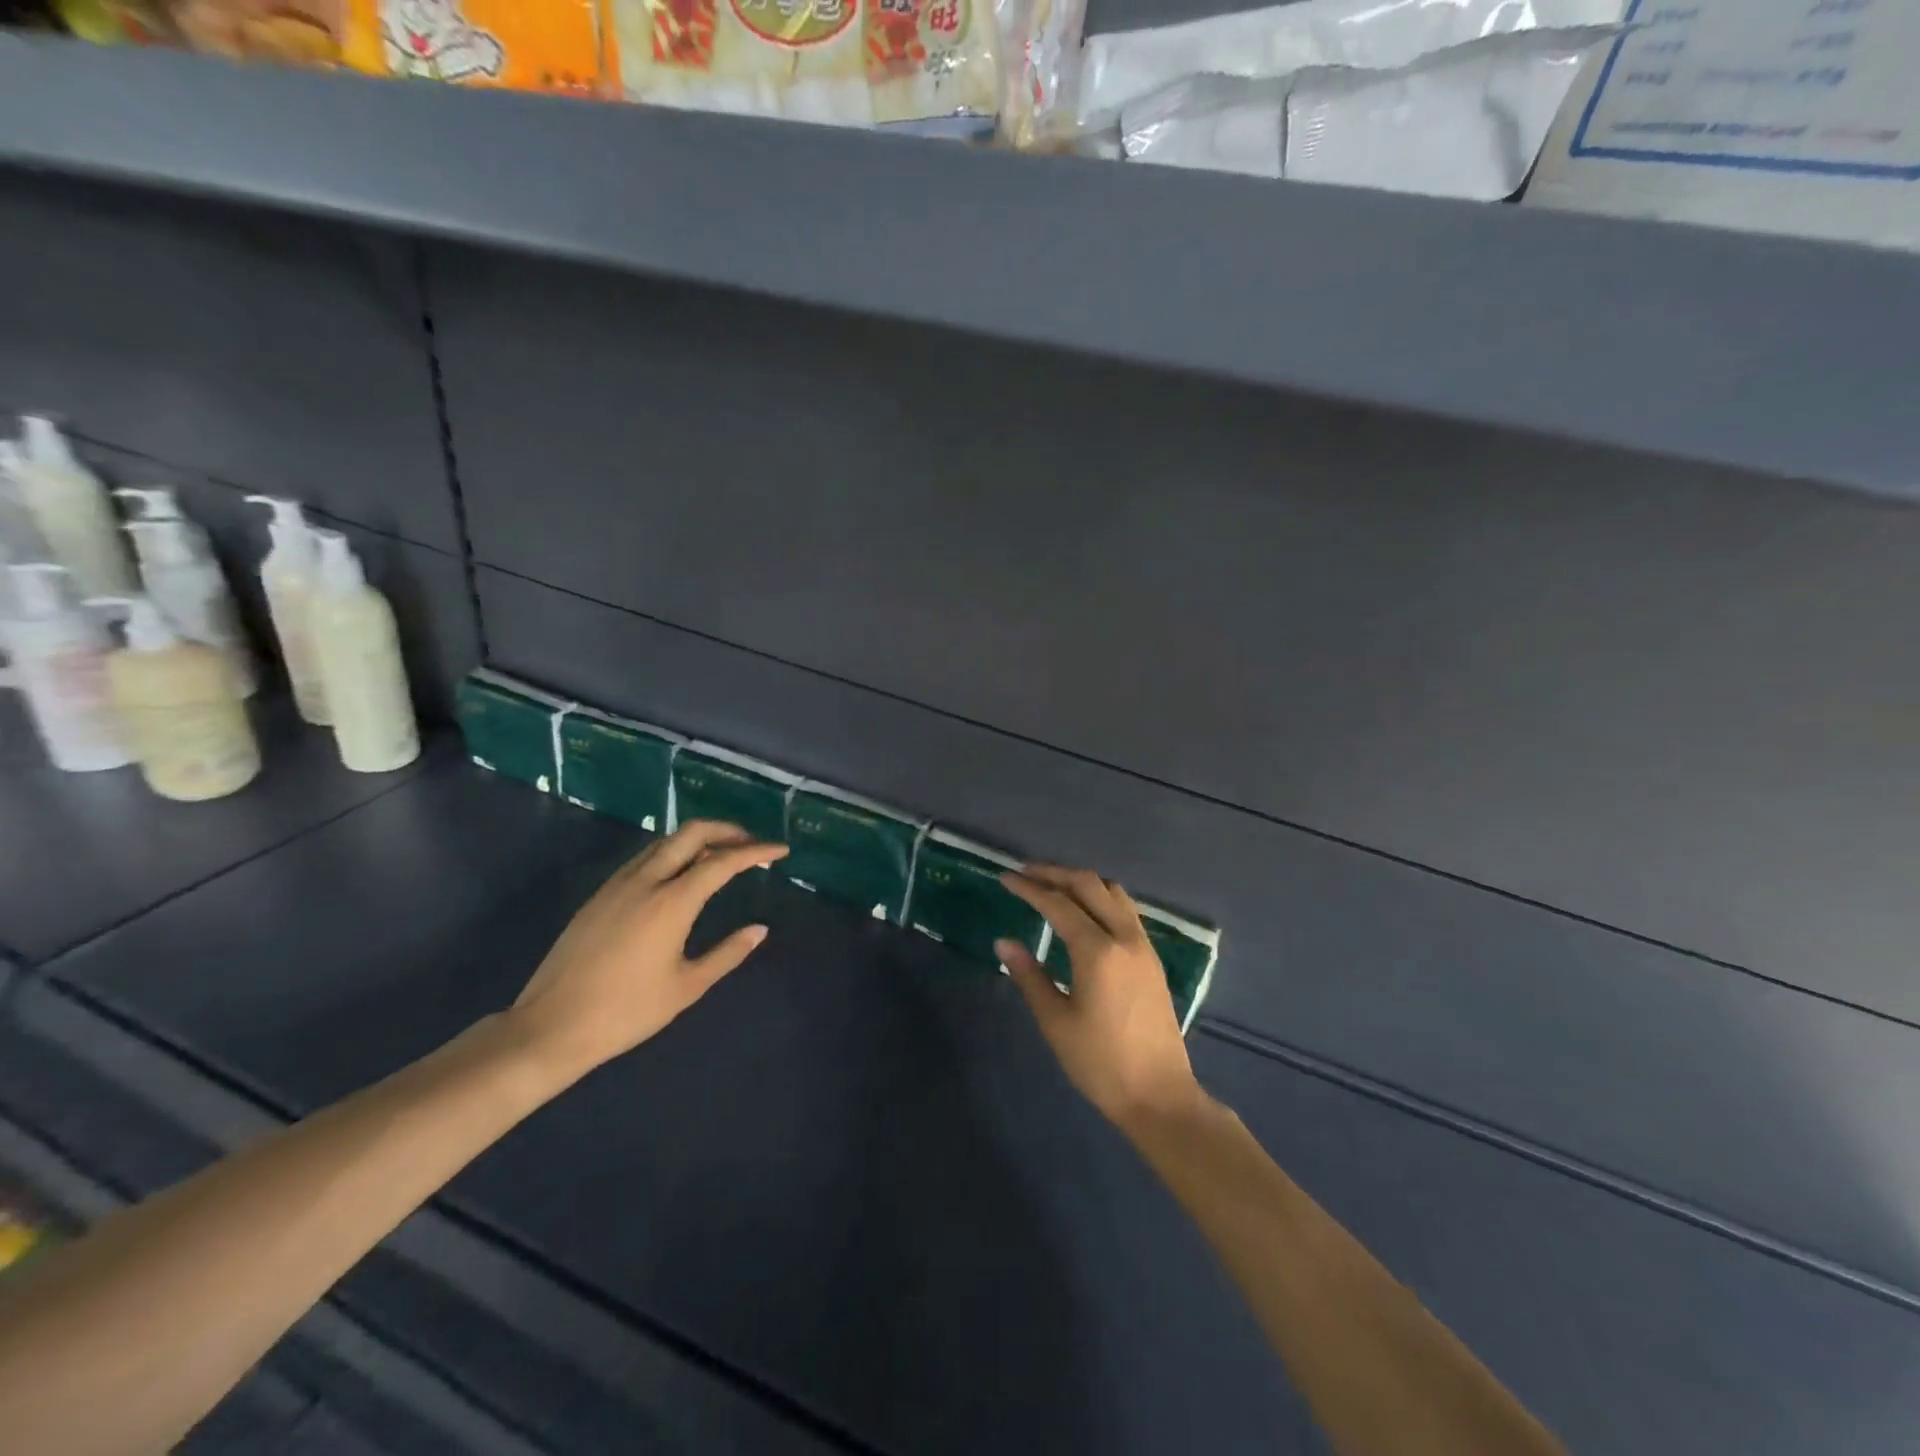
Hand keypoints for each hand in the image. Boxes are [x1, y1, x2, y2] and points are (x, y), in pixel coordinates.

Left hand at [509, 820, 786, 1083]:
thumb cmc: (626, 1012)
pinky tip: (682, 875)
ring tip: (722, 856)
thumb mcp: (686, 987)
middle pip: (691, 833)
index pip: (722, 861)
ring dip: (699, 839)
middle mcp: (645, 880)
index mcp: (671, 902)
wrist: (550, 1027)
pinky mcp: (601, 895)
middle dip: (727, 830)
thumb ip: (727, 953)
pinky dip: (674, 853)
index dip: (756, 851)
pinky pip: (646, 857)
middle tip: (752, 845)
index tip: (781, 850)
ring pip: (666, 842)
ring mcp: (618, 884)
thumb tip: (759, 929)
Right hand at [998, 865, 1203, 1130]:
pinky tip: (1084, 912)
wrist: (1159, 1095)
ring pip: (1112, 892)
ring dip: (1081, 882)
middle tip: (1025, 874)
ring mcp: (1143, 945)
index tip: (1005, 878)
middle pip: (1089, 885)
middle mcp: (1124, 937)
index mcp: (1097, 951)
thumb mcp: (1056, 1021)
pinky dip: (1100, 897)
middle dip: (1055, 874)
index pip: (1058, 904)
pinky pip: (1125, 909)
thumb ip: (1029, 976)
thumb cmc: (1100, 1063)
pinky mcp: (1152, 957)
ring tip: (1053, 886)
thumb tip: (1004, 942)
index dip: (1029, 888)